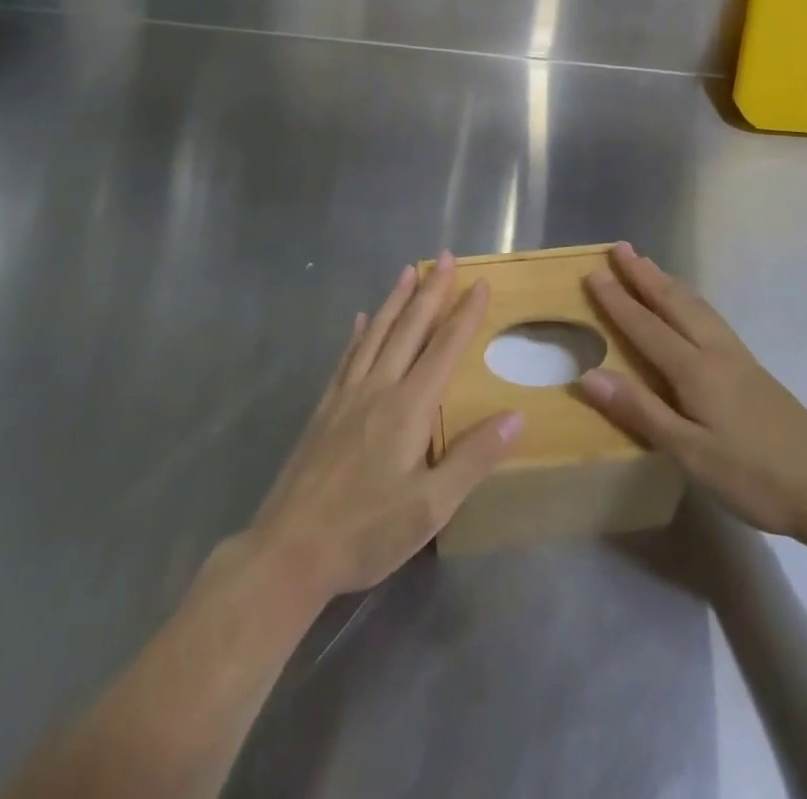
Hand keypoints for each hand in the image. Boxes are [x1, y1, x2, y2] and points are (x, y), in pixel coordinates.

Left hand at [248, 254, 523, 601]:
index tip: (480, 282)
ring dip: (396, 300)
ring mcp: (346, 396)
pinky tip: (362, 320)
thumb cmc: (366, 532)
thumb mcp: (431, 507)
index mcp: (408, 407)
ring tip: (408, 270)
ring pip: (376, 334)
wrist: (289, 551)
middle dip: (431, 291)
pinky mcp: (324, 410)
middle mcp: (378, 388)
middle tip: (445, 256)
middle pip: (409, 329)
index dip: (464, 314)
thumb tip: (517, 416)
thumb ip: (473, 458)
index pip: (444, 348)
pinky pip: (347, 358)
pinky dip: (359, 334)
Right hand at [577, 243, 806, 548]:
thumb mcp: (690, 453)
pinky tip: (691, 309)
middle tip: (620, 248)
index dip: (618, 301)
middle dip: (644, 275)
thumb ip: (640, 411)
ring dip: (667, 283)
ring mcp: (739, 359)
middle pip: (674, 303)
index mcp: (696, 370)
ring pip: (696, 307)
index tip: (593, 272)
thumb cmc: (754, 477)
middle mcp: (716, 352)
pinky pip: (711, 319)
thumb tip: (587, 375)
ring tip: (648, 266)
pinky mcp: (753, 371)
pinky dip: (689, 301)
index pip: (646, 327)